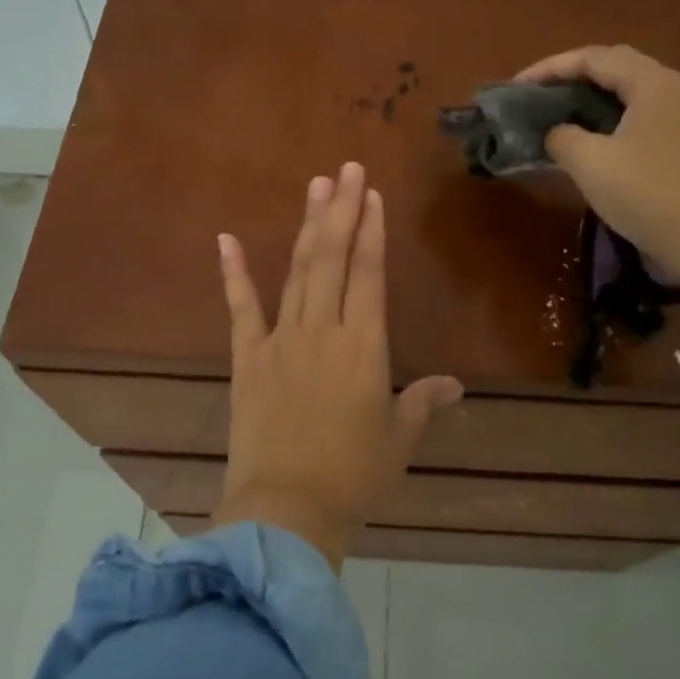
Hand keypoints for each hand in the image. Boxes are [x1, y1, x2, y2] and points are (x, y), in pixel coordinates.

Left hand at [211, 162, 462, 569]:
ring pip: (296, 272)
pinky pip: (240, 309)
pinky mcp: (247, 358)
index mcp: (364, 347)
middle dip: (341, 210)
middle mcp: (323, 331)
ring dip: (306, 227)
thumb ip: (423, 403)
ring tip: (315, 187)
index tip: (372, 194)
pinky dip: (232, 273)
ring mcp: (280, 340)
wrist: (286, 509)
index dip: (371, 231)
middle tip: (346, 168)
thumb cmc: (352, 476)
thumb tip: (454, 384)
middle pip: (332, 258)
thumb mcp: (399, 439)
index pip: (369, 274)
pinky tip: (225, 238)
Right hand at [514, 44, 679, 274]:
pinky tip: (597, 142)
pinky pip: (645, 118)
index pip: (594, 58)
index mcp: (653, 83)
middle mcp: (676, 90)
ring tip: (562, 115)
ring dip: (595, 99)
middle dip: (574, 77)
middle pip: (618, 68)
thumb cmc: (647, 194)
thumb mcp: (590, 163)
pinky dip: (614, 121)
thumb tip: (556, 133)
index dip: (551, 67)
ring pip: (634, 94)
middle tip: (540, 95)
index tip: (517, 86)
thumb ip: (562, 137)